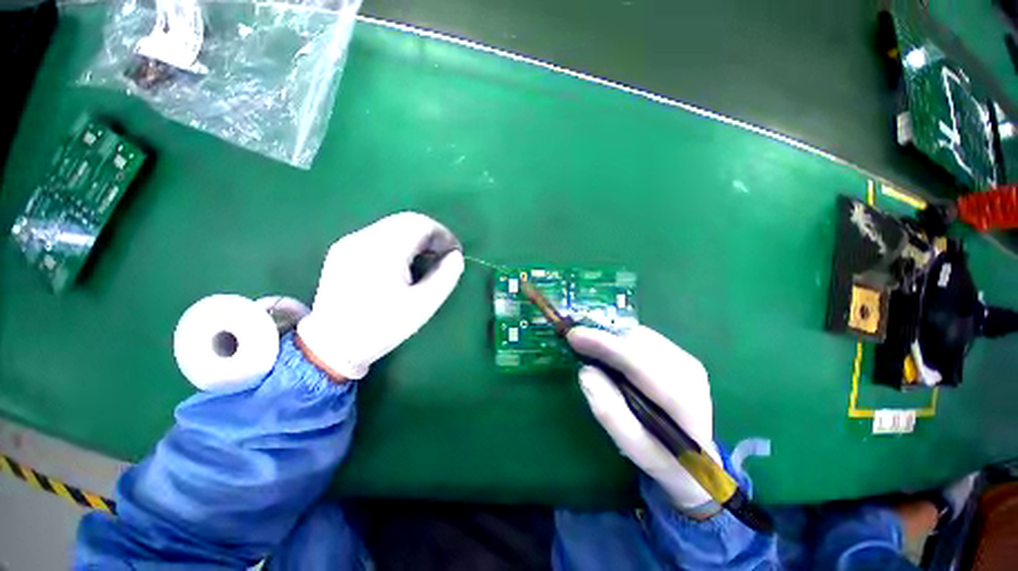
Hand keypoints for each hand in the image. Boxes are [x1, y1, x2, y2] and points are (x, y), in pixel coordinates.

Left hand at [297, 212, 464, 379]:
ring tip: (424, 260)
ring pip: (392, 226)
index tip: (454, 253)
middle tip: (442, 256)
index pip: (421, 224)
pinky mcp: (342, 250)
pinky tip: (401, 263)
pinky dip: (397, 242)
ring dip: (414, 238)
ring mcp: (349, 242)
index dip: (443, 235)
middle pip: (406, 221)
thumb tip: (456, 256)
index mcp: (384, 250)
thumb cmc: (382, 327)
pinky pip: (378, 235)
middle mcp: (364, 238)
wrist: (332, 346)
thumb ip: (445, 276)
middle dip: (430, 236)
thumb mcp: (423, 305)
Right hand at [567, 325, 719, 509]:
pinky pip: (644, 338)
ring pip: (640, 335)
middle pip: (638, 341)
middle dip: (604, 337)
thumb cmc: (665, 459)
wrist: (702, 461)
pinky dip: (622, 340)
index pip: (636, 361)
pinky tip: (612, 352)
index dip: (603, 344)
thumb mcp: (634, 448)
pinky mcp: (681, 356)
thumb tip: (585, 372)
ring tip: (592, 348)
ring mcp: (687, 361)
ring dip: (613, 338)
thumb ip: (610, 413)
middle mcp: (687, 371)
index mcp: (681, 399)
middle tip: (577, 342)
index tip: (574, 335)